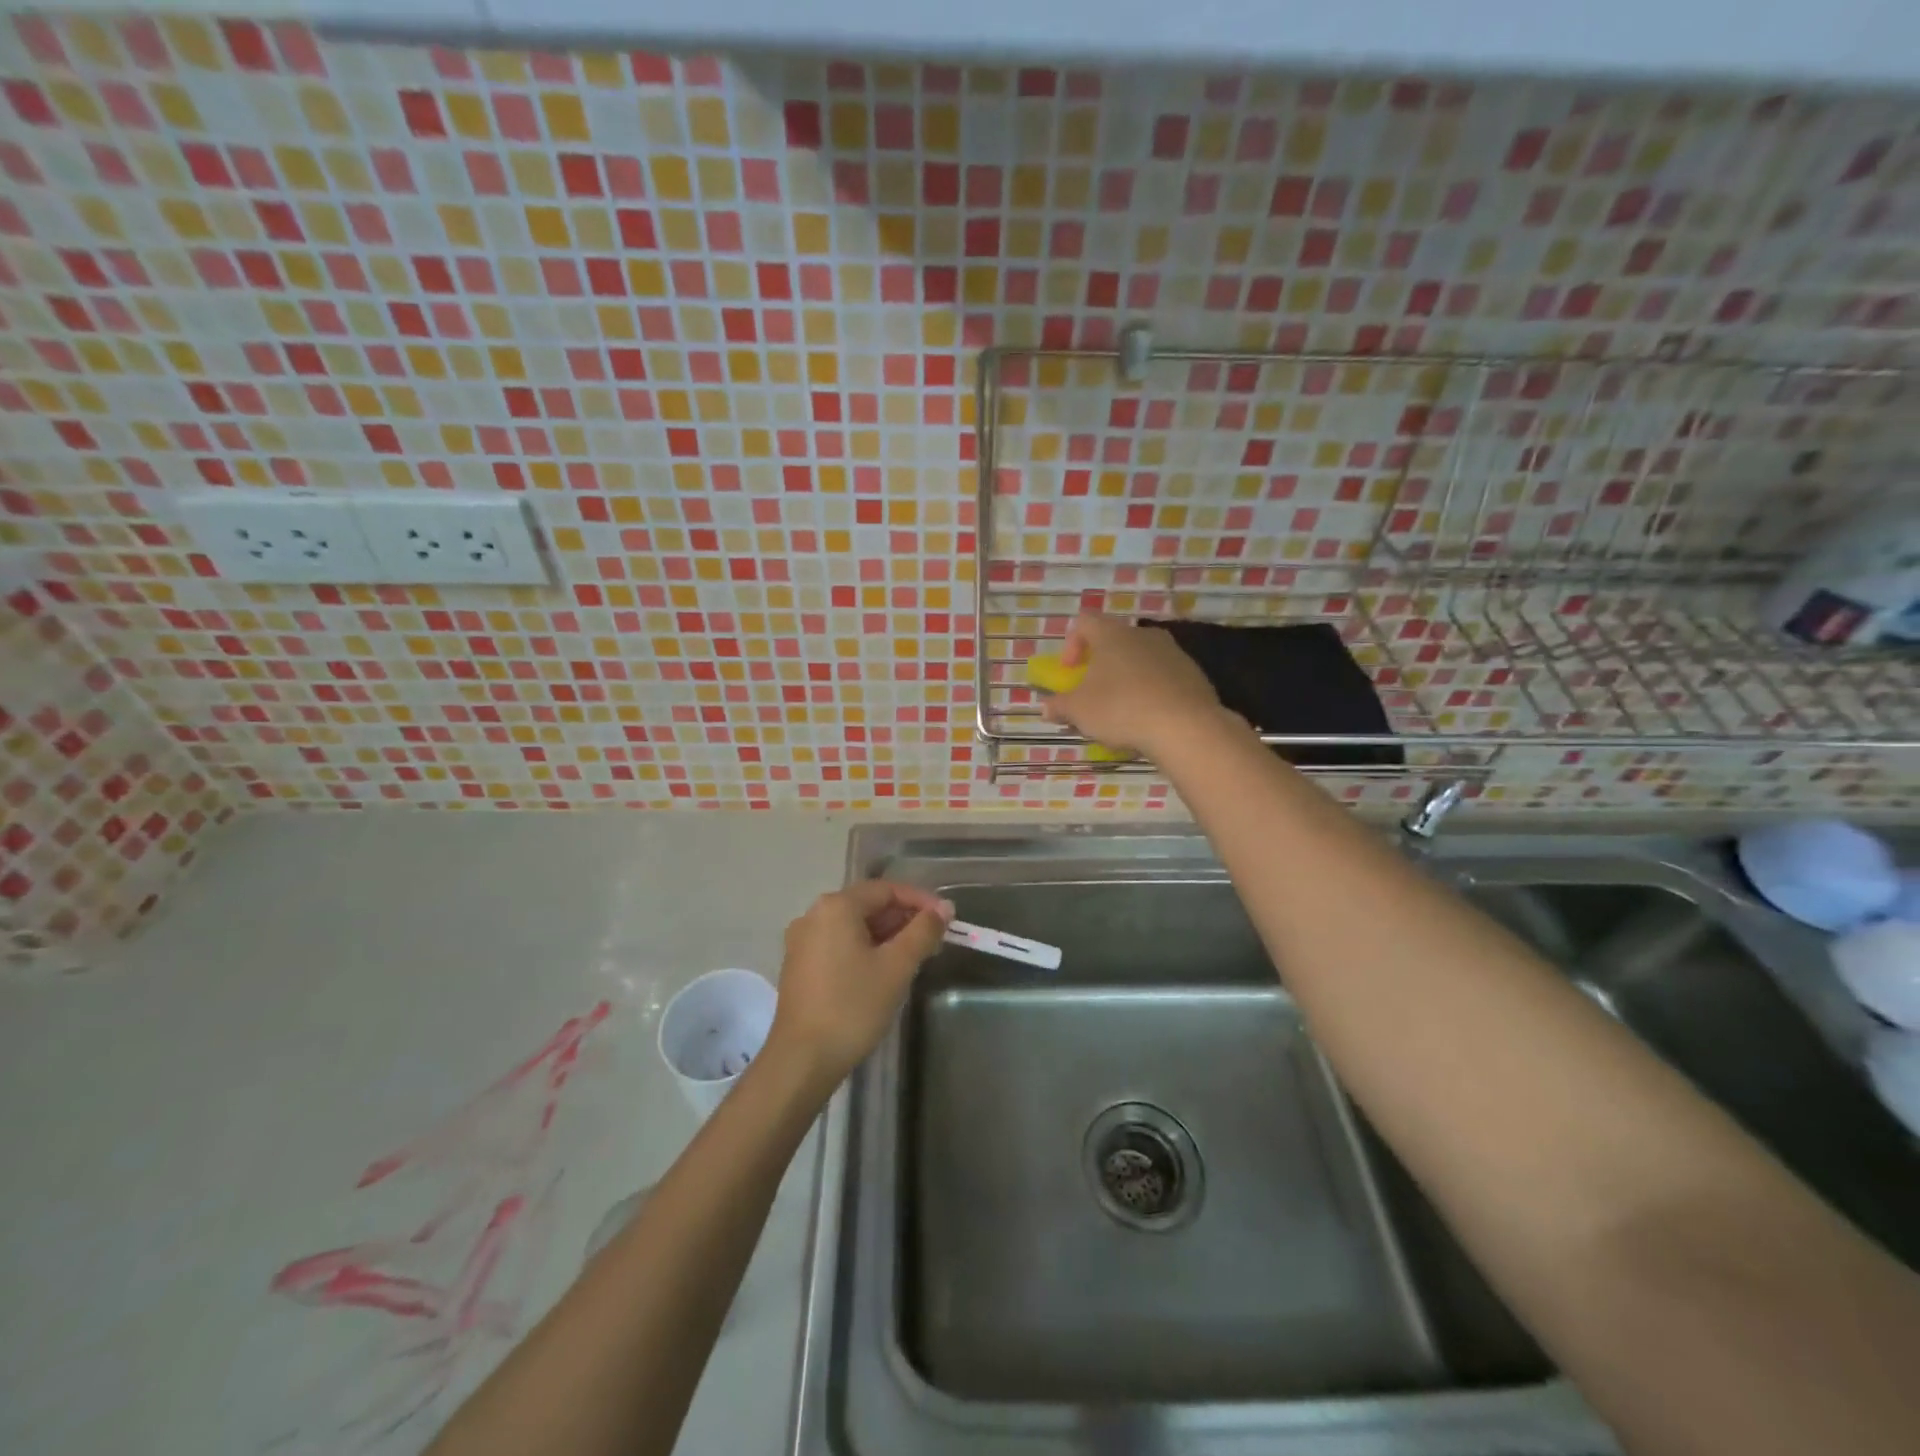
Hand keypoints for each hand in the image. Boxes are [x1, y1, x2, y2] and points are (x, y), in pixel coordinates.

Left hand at [770, 880, 954, 1082]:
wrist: (802, 1060)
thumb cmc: (853, 1006)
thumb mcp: (897, 967)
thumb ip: (923, 932)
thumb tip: (943, 909)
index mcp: (836, 906)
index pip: (886, 889)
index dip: (920, 900)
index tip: (947, 918)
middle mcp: (814, 915)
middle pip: (868, 905)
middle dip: (903, 918)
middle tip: (935, 939)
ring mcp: (802, 941)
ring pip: (854, 926)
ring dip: (886, 935)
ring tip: (915, 955)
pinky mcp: (799, 965)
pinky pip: (839, 944)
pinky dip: (865, 948)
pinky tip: (884, 970)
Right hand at [1041, 612, 1224, 759]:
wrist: (1185, 726)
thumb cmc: (1121, 709)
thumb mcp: (1079, 711)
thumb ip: (1059, 706)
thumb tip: (1046, 707)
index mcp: (1111, 634)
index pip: (1084, 622)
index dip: (1071, 644)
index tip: (1070, 672)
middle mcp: (1143, 634)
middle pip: (1114, 640)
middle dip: (1101, 664)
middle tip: (1094, 692)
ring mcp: (1172, 651)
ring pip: (1140, 658)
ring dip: (1127, 677)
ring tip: (1123, 709)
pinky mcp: (1193, 673)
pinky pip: (1164, 676)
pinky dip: (1152, 690)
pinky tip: (1149, 717)